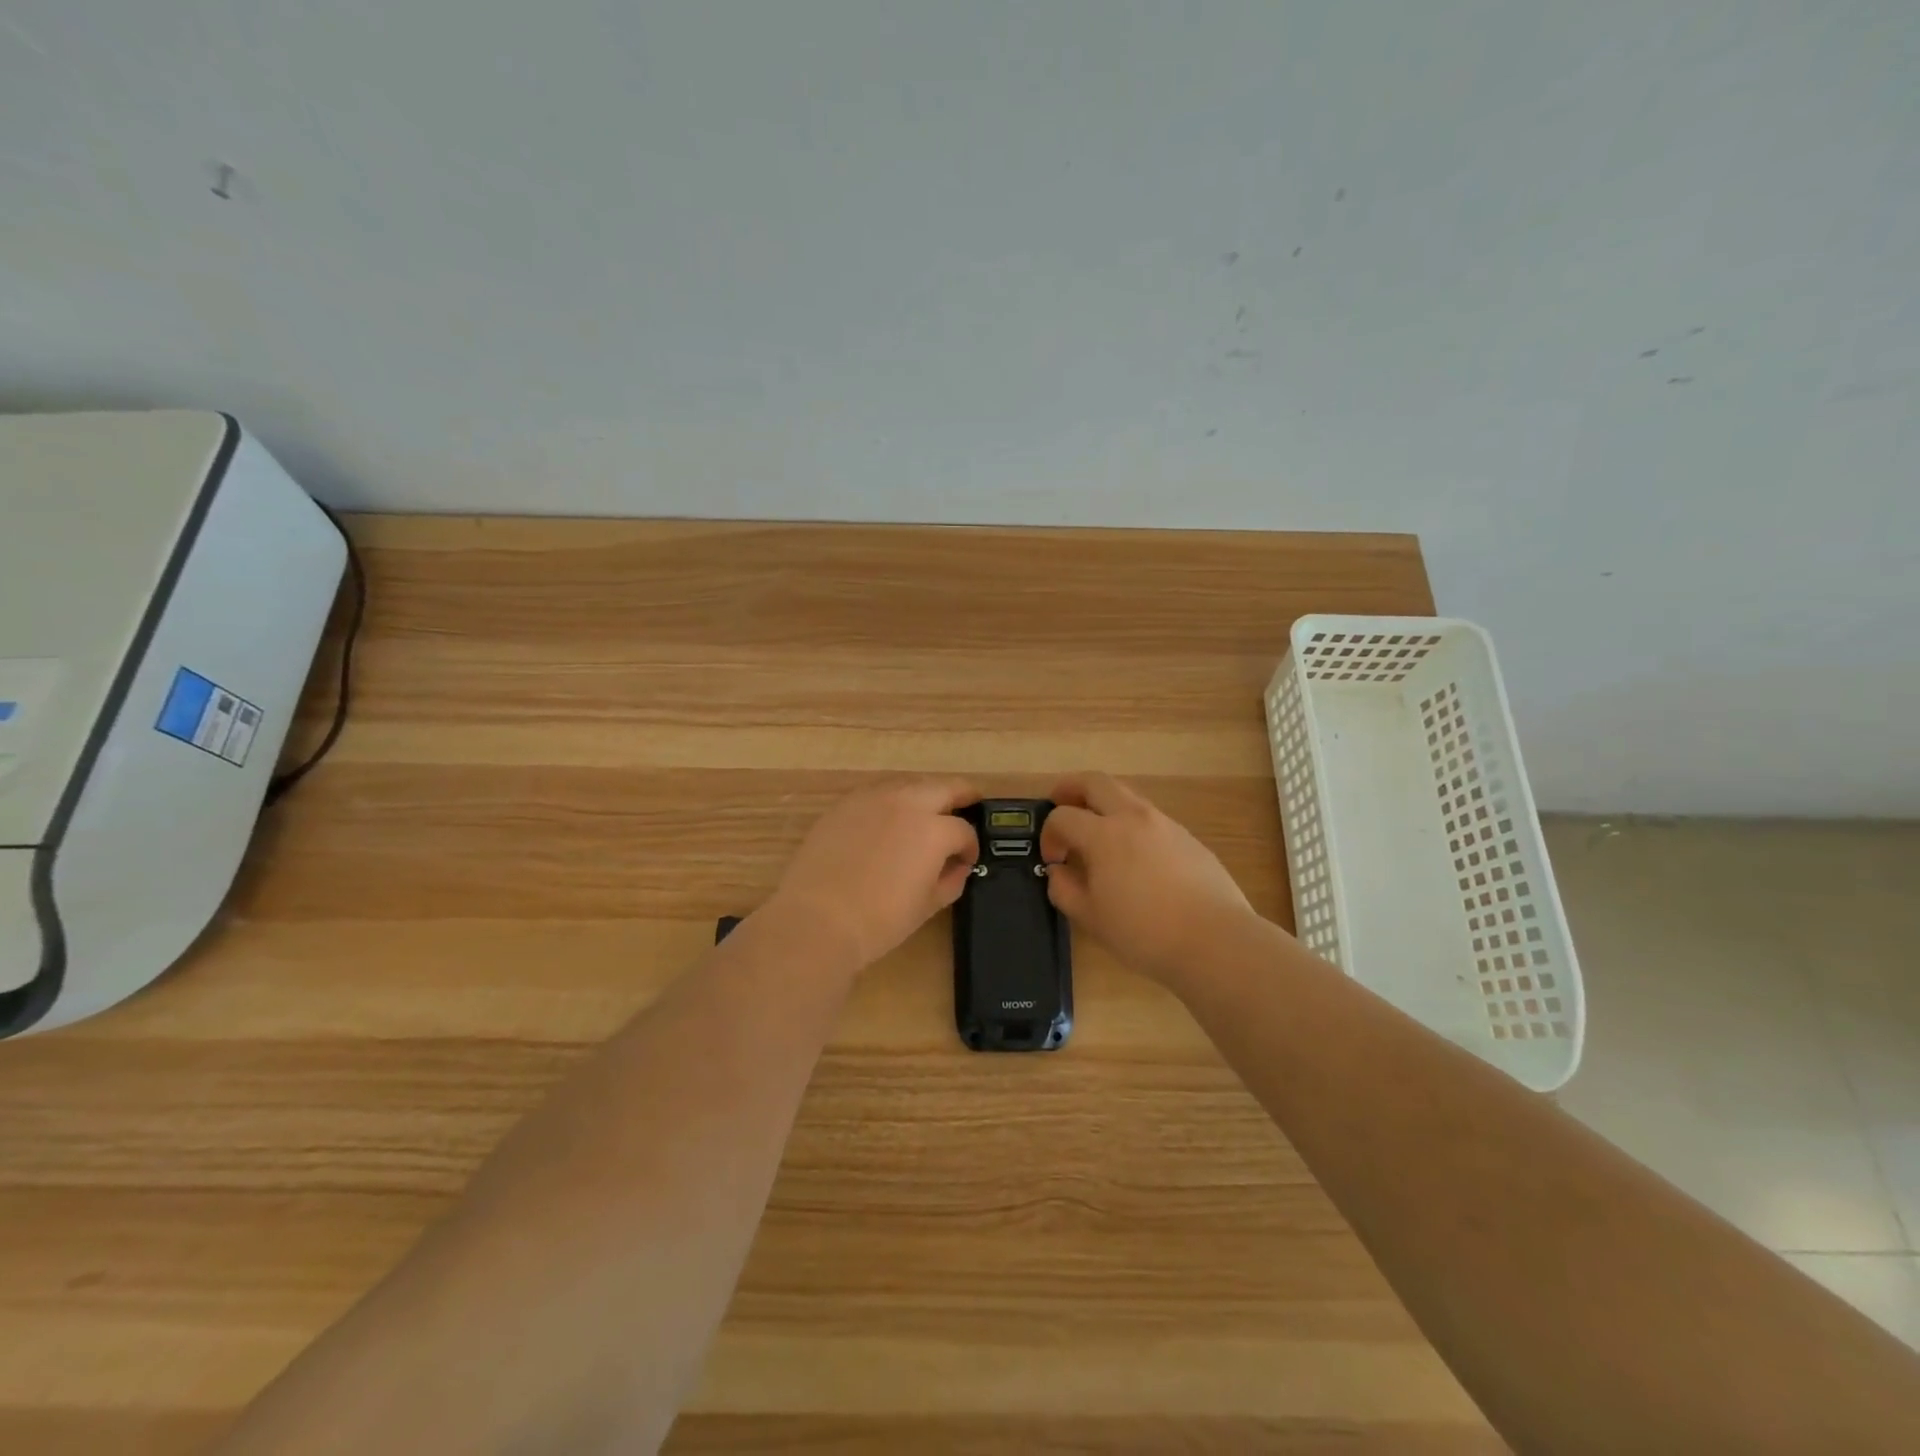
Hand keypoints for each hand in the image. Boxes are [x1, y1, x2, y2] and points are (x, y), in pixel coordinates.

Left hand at [765, 777, 980, 974]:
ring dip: (925, 795)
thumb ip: (952, 879)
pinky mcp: (845, 804)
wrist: (818, 919)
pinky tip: (888, 820)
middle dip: (961, 796)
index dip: (970, 847)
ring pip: (909, 785)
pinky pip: (878, 793)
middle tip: (968, 805)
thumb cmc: (880, 920)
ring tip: (926, 813)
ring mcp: (873, 798)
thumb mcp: (928, 905)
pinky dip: (891, 802)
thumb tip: (958, 866)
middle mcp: (907, 803)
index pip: (964, 830)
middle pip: (944, 787)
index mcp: (934, 829)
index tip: (966, 860)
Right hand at [1041, 772, 1259, 986]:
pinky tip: (1134, 858)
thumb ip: (1064, 889)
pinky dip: (1131, 825)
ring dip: (1104, 805)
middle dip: (1071, 788)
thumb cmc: (1144, 933)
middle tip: (1060, 805)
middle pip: (1095, 782)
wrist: (1215, 941)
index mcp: (1104, 834)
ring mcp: (1165, 824)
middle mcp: (1134, 817)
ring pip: (1126, 796)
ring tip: (1097, 835)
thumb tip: (1058, 871)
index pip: (1062, 816)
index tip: (1052, 860)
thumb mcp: (1091, 918)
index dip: (1048, 834)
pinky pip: (1150, 819)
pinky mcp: (1188, 838)